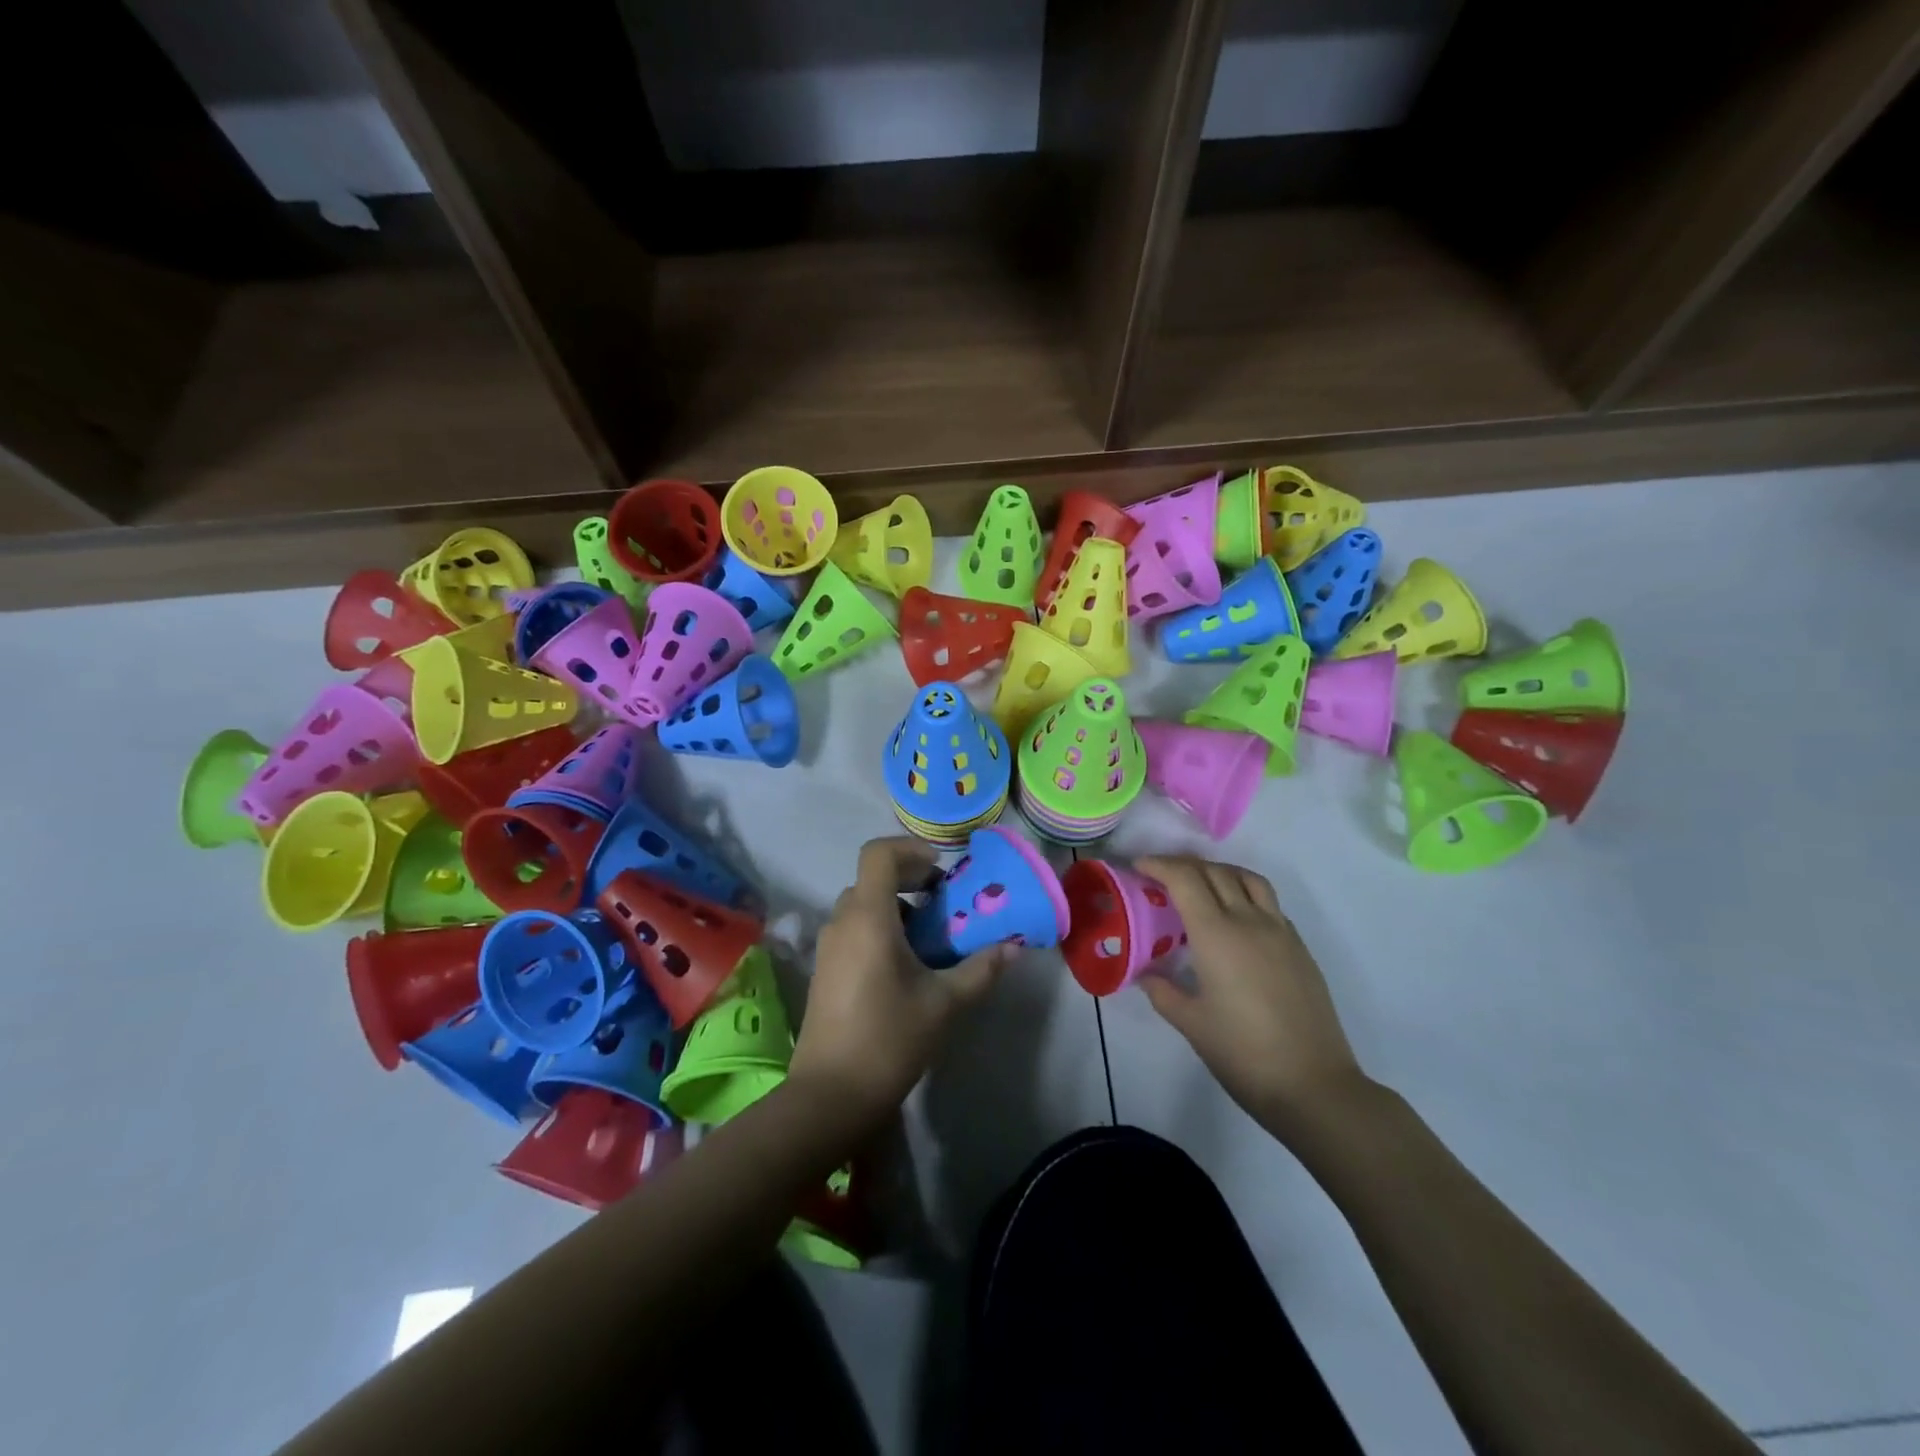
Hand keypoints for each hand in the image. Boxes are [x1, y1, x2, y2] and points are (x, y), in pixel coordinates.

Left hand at [790, 838, 1014, 1130]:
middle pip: (873, 878)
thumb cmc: (889, 1038)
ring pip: (863, 905)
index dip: (911, 850)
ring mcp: (829, 946)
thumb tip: (1013, 948)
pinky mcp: (825, 970)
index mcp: (868, 917)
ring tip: (931, 937)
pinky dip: (881, 929)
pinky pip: (854, 929)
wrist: (830, 1096)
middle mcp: (842, 922)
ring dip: (897, 908)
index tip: (941, 871)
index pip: (878, 853)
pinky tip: (907, 966)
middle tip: (945, 902)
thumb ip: (980, 969)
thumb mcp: (944, 1003)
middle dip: (910, 881)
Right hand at [1135, 855, 1366, 1138]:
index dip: (1159, 865)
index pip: (1185, 879)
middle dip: (1183, 865)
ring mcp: (1280, 932)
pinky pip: (1269, 903)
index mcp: (1216, 935)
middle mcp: (1249, 921)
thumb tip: (1145, 974)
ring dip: (1219, 871)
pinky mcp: (1300, 948)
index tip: (1139, 866)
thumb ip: (1163, 992)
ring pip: (1248, 879)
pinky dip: (1244, 895)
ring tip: (1200, 885)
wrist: (1314, 1085)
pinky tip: (1235, 920)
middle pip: (1214, 872)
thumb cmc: (1244, 1054)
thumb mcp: (1191, 1024)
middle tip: (1160, 876)